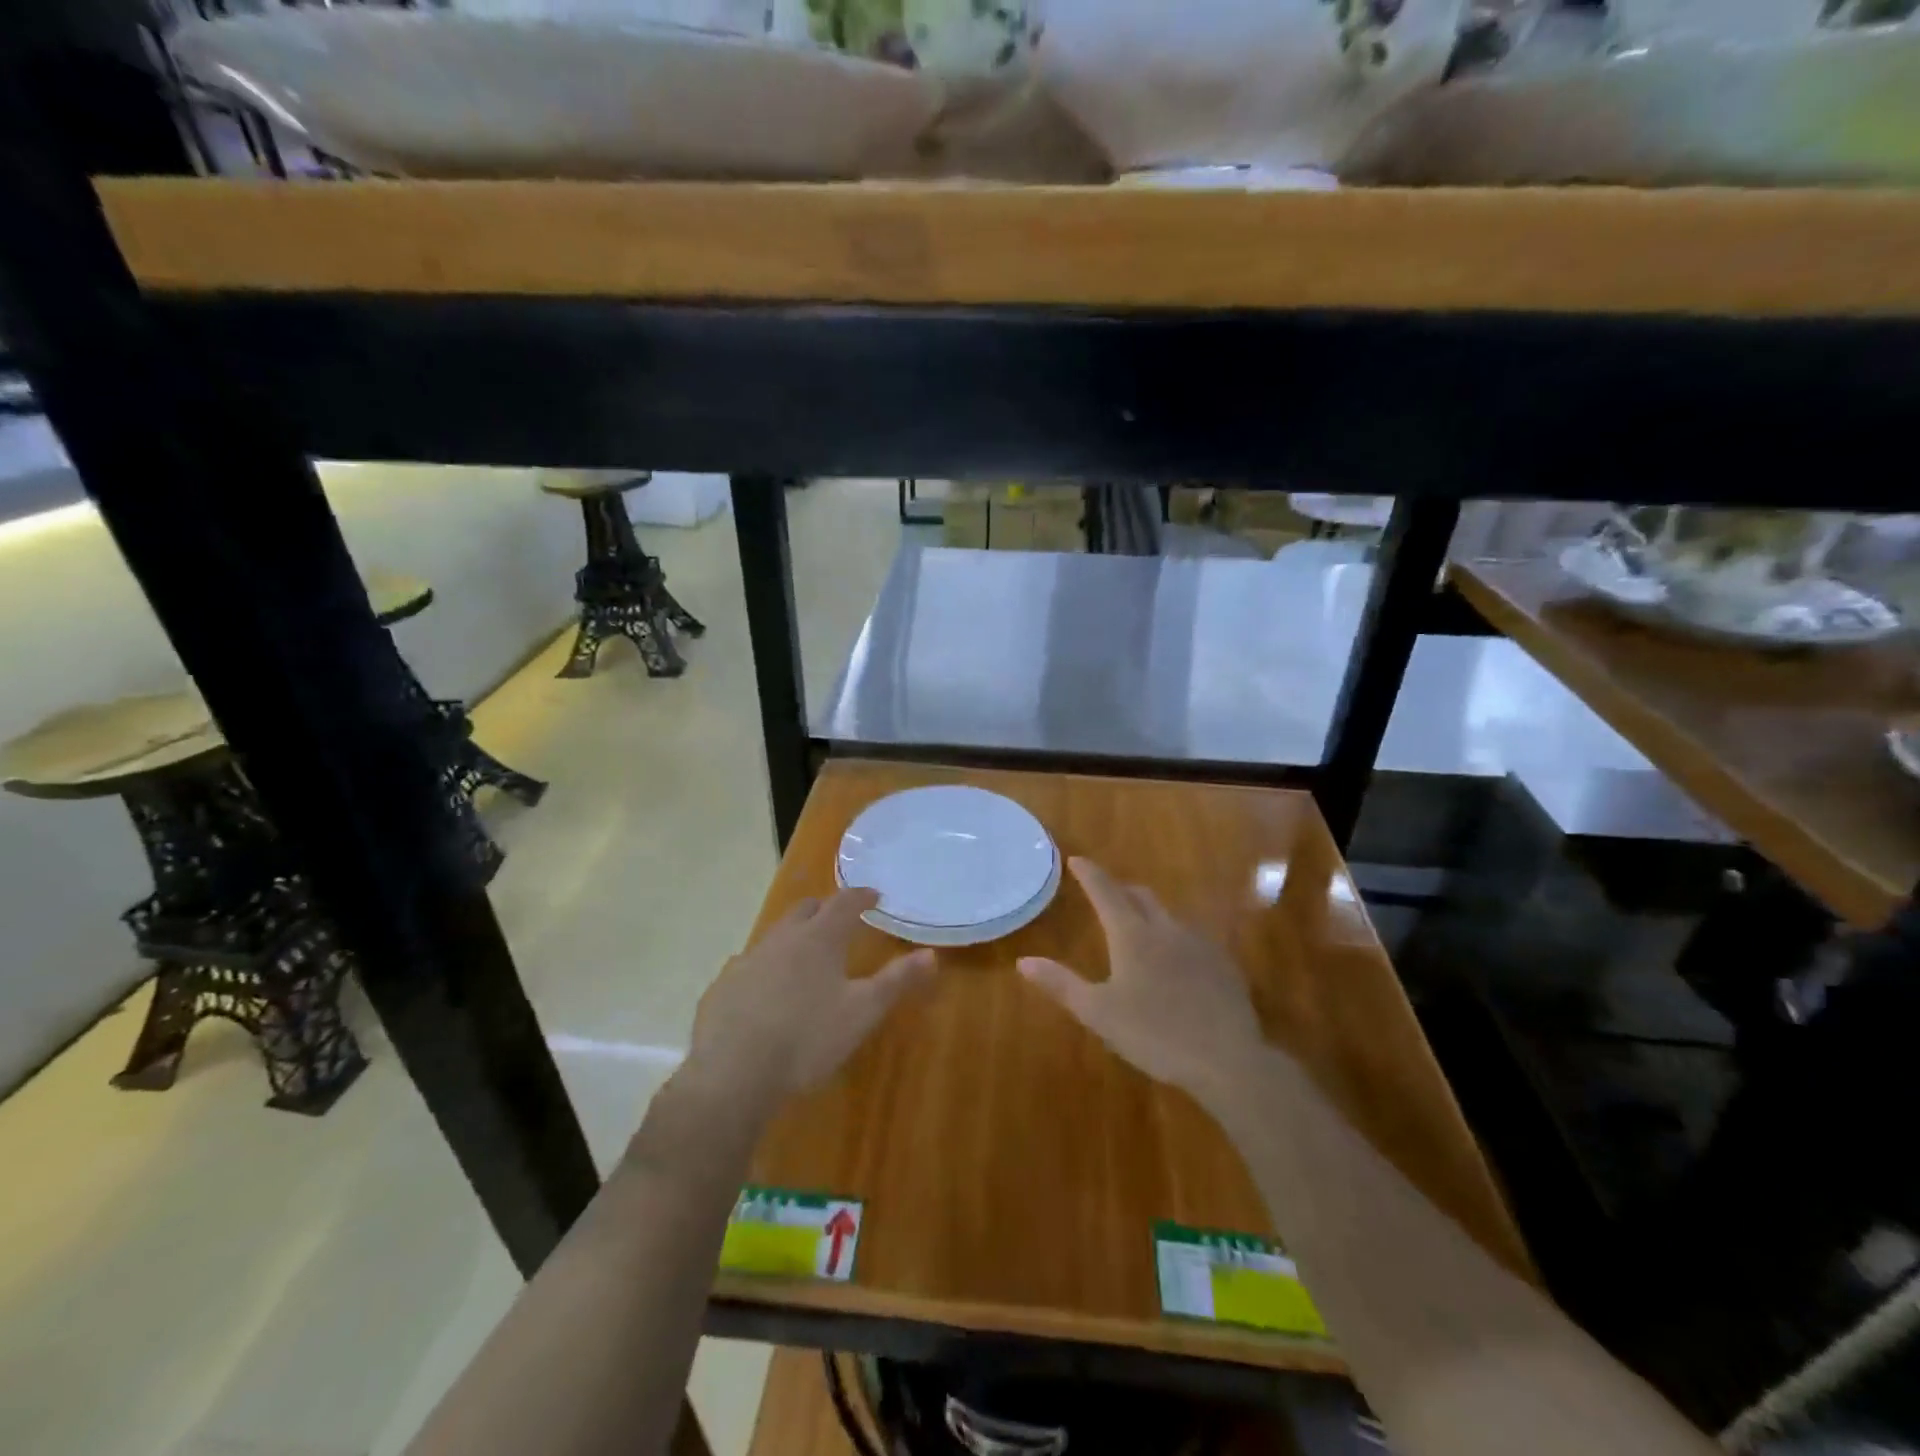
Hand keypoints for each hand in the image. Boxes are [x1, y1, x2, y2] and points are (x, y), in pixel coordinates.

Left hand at [687, 888, 934, 1110]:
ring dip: (795, 937)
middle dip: (825, 910)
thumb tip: (930, 954)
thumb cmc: (808, 1038)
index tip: (874, 895)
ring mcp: (748, 960)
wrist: (734, 1073)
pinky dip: (767, 968)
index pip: (844, 902)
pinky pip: (750, 965)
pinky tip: (768, 992)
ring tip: (806, 958)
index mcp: (819, 938)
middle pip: (806, 910)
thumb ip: (896, 981)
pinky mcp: (724, 985)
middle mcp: (782, 938)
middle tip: (840, 921)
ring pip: (776, 935)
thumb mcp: (862, 1012)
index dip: (861, 896)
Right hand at [1019, 858, 1267, 1108]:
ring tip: (1138, 928)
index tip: (1076, 859)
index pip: (1106, 891)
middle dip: (1120, 890)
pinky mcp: (1222, 964)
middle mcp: (1166, 929)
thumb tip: (1024, 961)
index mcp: (1132, 935)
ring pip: (1168, 916)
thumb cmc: (1154, 1034)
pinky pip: (1192, 938)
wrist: (1228, 1059)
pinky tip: (1175, 963)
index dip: (1089, 874)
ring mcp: (1199, 944)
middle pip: (1140, 896)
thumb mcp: (1098, 1013)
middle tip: (1106, 894)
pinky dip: (1174, 938)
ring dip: (1148, 913)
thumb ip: (1061, 984)